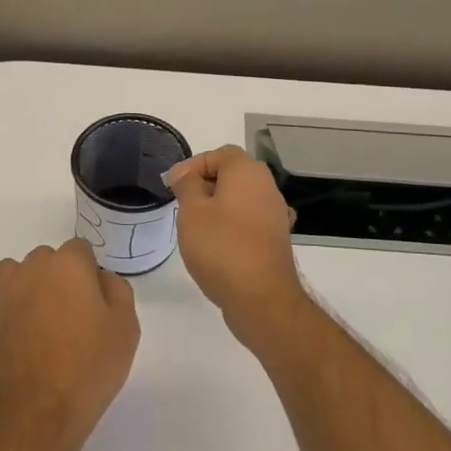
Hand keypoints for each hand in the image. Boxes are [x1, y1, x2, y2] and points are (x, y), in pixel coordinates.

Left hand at [0, 239, 138, 449]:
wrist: (42, 413)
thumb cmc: (90, 367)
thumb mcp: (126, 327)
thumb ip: (116, 290)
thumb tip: (99, 278)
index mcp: (68, 265)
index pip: (80, 250)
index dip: (89, 274)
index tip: (96, 304)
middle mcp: (31, 269)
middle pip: (46, 259)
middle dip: (58, 278)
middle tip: (71, 316)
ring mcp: (1, 295)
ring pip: (10, 273)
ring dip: (22, 287)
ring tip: (36, 319)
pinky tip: (1, 326)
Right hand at [164, 145, 307, 348]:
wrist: (261, 297)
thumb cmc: (220, 247)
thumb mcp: (192, 211)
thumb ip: (186, 185)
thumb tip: (185, 173)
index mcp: (247, 172)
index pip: (219, 153)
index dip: (194, 165)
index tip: (173, 186)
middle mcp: (267, 187)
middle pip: (232, 174)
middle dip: (205, 185)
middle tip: (182, 205)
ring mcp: (275, 214)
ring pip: (241, 198)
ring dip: (218, 206)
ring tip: (195, 227)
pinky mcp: (276, 238)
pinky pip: (249, 220)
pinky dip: (232, 225)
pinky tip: (217, 245)